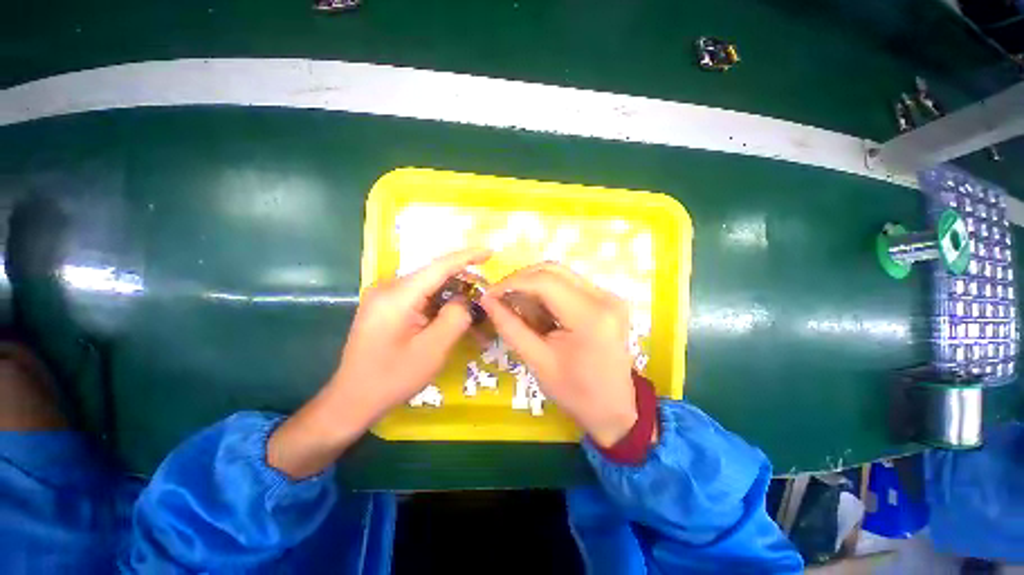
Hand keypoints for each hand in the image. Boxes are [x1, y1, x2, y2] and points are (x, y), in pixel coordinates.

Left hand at [268, 248, 490, 477]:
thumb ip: (455, 318)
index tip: (490, 252)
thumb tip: (464, 298)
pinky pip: (419, 295)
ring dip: (451, 294)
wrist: (352, 399)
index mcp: (397, 295)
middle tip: (485, 294)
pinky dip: (438, 302)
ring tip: (472, 308)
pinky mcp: (385, 305)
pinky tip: (450, 315)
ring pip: (428, 285)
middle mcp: (388, 287)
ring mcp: (384, 295)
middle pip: (434, 274)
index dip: (467, 257)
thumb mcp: (433, 350)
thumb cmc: (393, 377)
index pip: (439, 266)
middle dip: (462, 280)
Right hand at [479, 263, 636, 447]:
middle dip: (521, 281)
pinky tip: (539, 311)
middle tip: (501, 299)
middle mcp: (604, 297)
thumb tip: (487, 300)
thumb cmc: (575, 392)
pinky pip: (570, 284)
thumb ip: (510, 327)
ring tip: (518, 307)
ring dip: (534, 285)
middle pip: (553, 271)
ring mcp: (609, 296)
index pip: (544, 282)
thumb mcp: (537, 361)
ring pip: (560, 274)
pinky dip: (548, 292)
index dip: (512, 283)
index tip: (489, 295)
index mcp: (590, 316)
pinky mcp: (607, 299)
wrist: (614, 409)